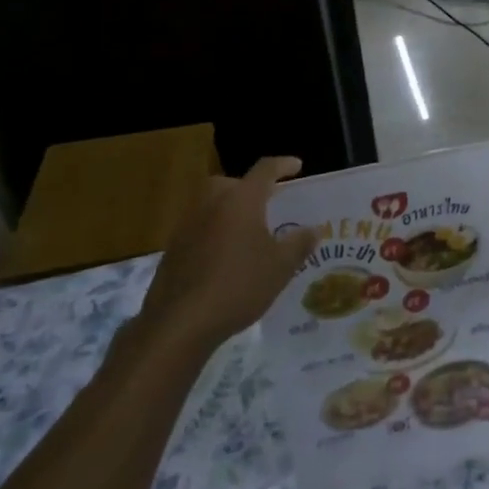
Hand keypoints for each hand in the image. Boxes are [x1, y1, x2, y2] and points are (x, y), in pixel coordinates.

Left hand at [137, 156, 313, 353]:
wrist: (179, 323)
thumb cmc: (239, 286)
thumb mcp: (280, 267)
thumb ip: (299, 244)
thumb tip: (315, 229)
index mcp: (241, 200)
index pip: (265, 170)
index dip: (283, 165)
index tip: (297, 165)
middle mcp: (211, 203)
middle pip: (232, 183)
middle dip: (250, 188)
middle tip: (267, 202)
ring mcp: (187, 225)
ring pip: (212, 205)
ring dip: (230, 210)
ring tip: (248, 232)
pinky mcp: (172, 249)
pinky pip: (200, 228)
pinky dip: (215, 232)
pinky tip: (225, 258)